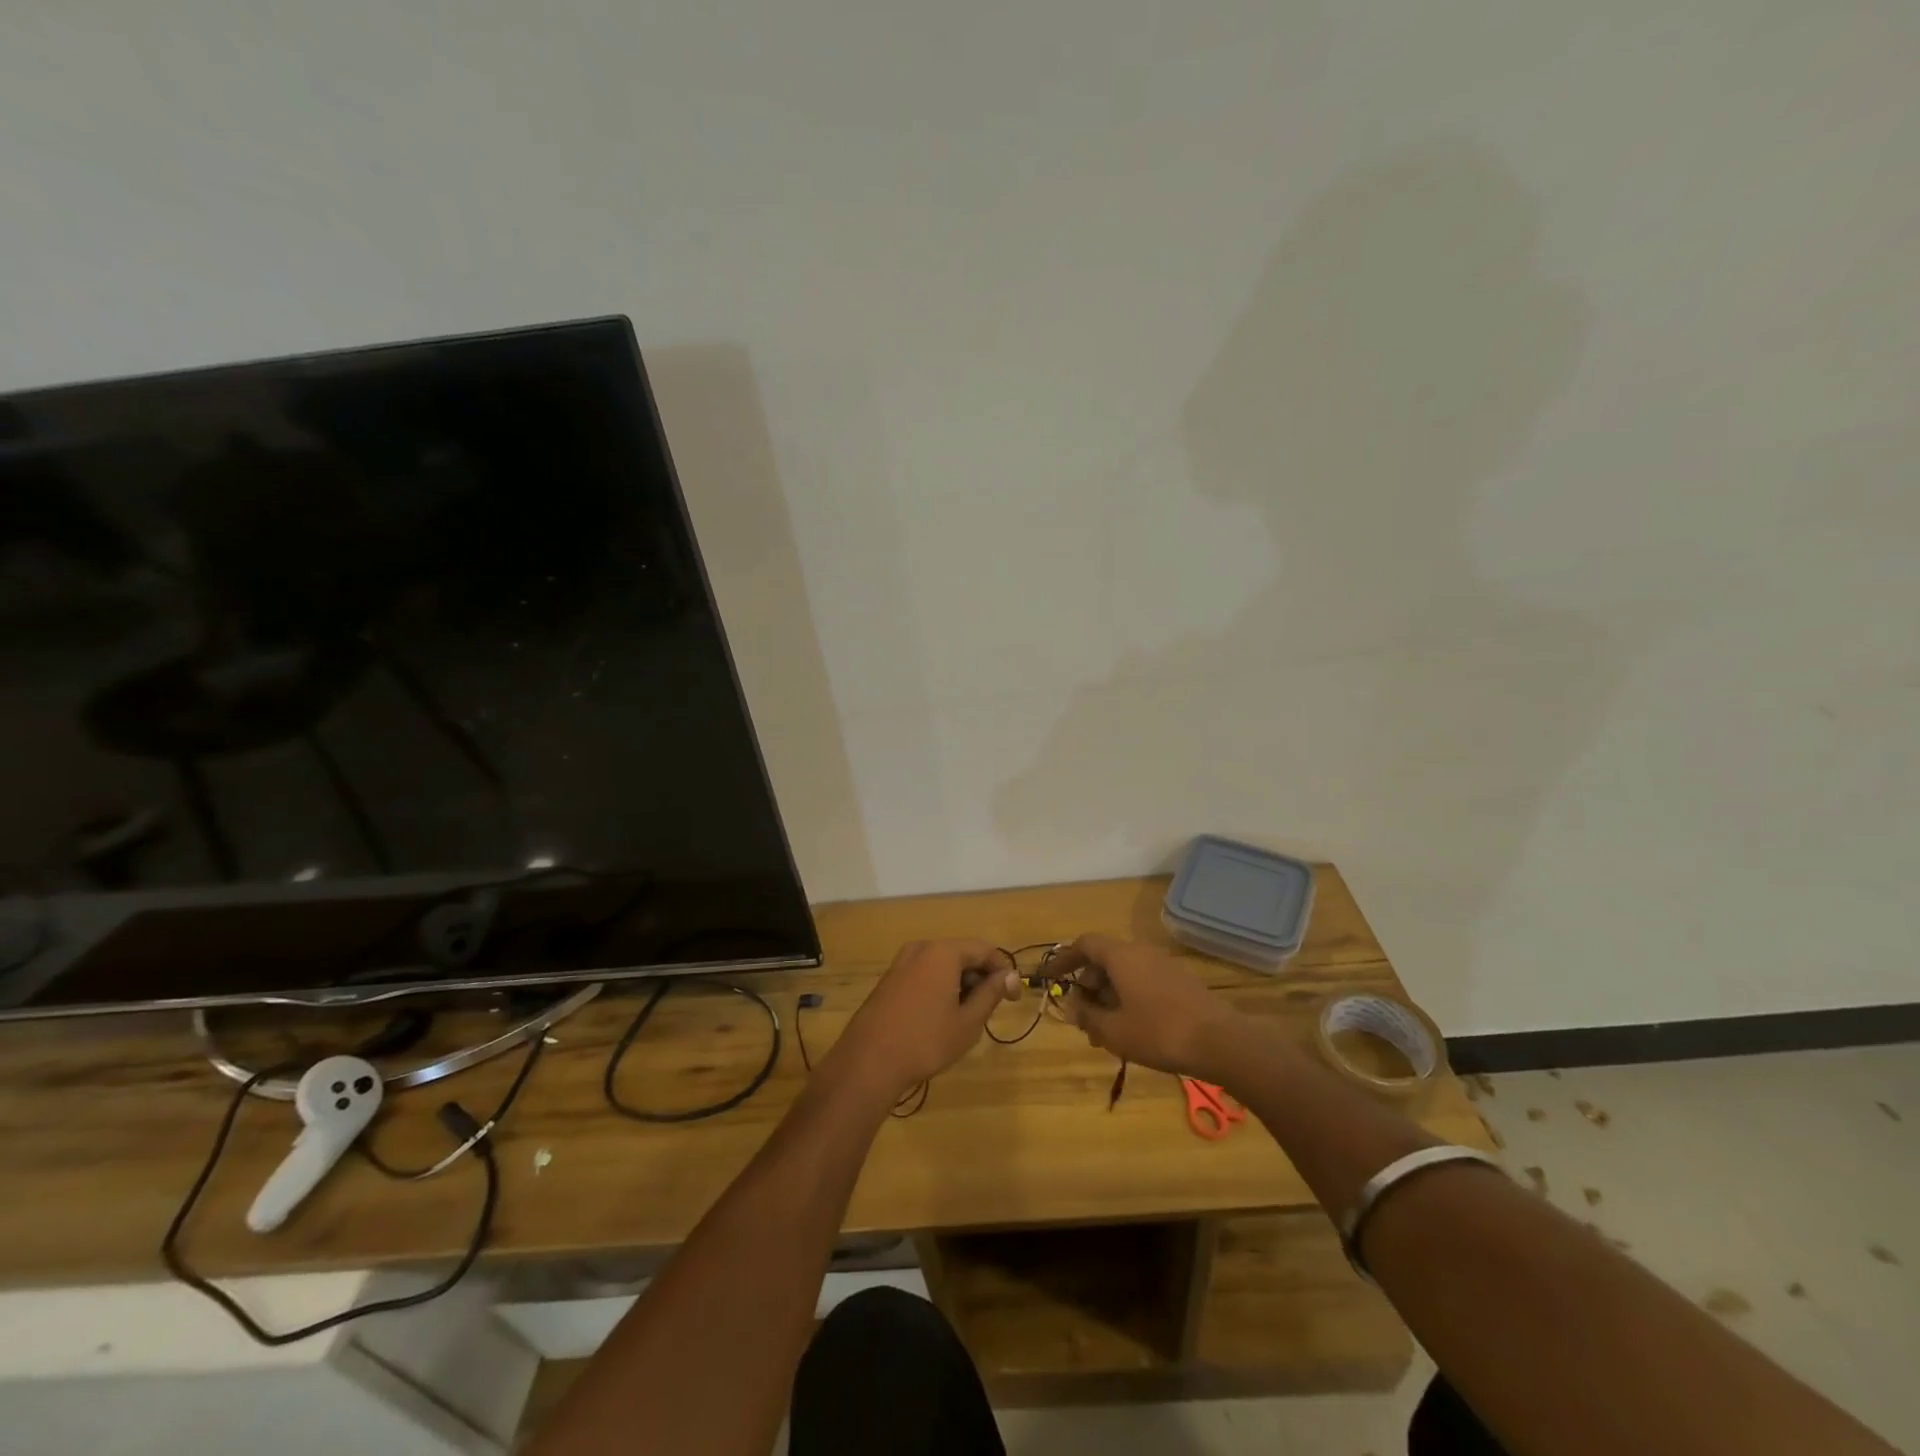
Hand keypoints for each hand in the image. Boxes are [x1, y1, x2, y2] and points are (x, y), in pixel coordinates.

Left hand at [824, 940, 1020, 1101]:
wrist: (868, 1061)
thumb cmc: (926, 1041)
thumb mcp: (967, 1021)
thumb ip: (991, 993)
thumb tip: (1010, 976)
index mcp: (943, 952)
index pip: (984, 950)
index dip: (1003, 971)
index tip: (1013, 998)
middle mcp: (921, 948)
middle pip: (962, 954)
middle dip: (980, 977)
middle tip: (989, 1009)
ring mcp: (901, 962)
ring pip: (942, 964)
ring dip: (960, 983)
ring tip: (966, 1015)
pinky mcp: (889, 979)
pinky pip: (923, 973)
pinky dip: (939, 987)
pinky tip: (940, 1016)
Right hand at [1049, 935, 1242, 1079]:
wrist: (1221, 1042)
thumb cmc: (1159, 1033)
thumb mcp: (1114, 1031)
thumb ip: (1088, 1016)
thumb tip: (1073, 1006)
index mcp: (1121, 956)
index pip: (1085, 944)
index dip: (1064, 959)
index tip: (1051, 977)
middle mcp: (1141, 952)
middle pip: (1105, 959)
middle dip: (1088, 985)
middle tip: (1082, 1015)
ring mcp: (1164, 965)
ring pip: (1125, 973)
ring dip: (1109, 995)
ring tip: (1104, 1030)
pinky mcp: (1180, 982)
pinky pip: (1144, 981)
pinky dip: (1129, 998)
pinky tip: (1131, 1029)